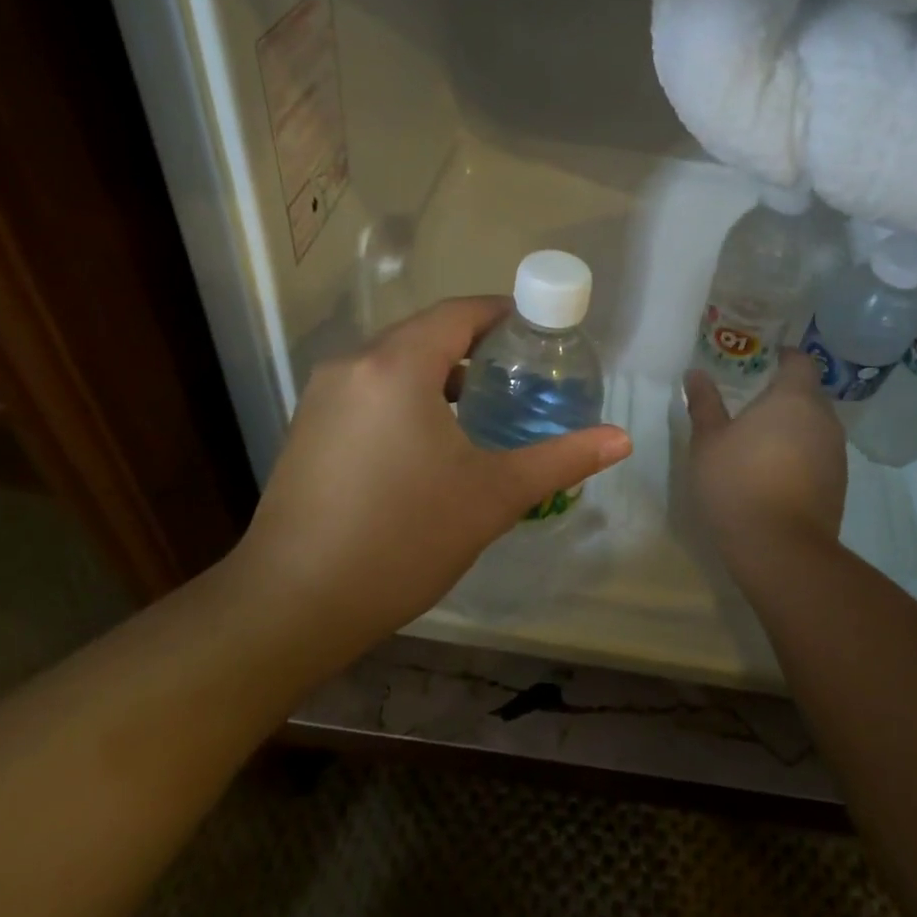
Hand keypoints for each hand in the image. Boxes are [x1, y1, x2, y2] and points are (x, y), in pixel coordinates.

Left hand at [232, 297, 631, 670]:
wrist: (293, 604)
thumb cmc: (403, 539)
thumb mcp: (492, 496)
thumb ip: (561, 459)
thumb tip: (622, 439)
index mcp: (397, 365)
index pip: (458, 313)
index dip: (502, 313)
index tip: (540, 332)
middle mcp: (353, 364)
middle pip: (425, 333)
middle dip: (476, 345)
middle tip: (522, 372)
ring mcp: (323, 395)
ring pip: (394, 362)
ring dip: (440, 372)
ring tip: (484, 405)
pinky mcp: (308, 426)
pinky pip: (369, 388)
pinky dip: (406, 394)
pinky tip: (430, 439)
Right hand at [683, 353, 846, 568]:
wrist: (780, 548)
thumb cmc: (737, 482)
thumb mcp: (708, 441)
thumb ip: (704, 403)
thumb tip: (695, 373)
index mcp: (794, 398)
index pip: (801, 361)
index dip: (784, 357)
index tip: (763, 361)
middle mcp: (823, 419)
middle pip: (809, 393)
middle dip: (785, 393)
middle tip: (752, 402)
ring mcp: (836, 452)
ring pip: (816, 425)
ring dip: (794, 426)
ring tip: (761, 438)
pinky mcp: (838, 483)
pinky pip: (820, 453)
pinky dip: (801, 453)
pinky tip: (775, 471)